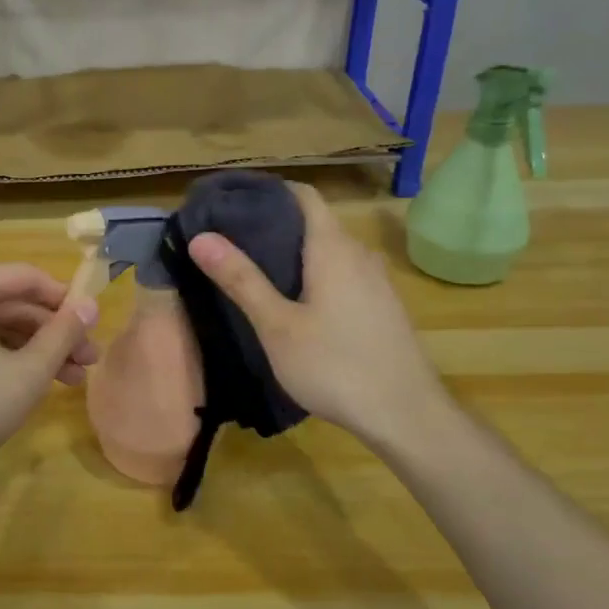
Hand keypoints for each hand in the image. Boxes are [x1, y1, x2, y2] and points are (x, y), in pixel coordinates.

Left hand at [0, 261, 99, 492]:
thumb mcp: (27, 373)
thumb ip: (63, 334)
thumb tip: (91, 305)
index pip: (27, 279)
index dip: (66, 302)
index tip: (92, 327)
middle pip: (7, 303)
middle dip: (50, 334)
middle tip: (86, 363)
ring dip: (27, 348)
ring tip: (66, 380)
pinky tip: (23, 380)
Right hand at [187, 184, 453, 453]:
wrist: (407, 416)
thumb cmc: (335, 366)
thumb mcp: (277, 326)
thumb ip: (241, 279)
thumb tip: (201, 237)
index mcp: (333, 248)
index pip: (303, 195)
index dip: (269, 191)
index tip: (232, 201)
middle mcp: (359, 254)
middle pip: (315, 221)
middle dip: (274, 223)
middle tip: (230, 238)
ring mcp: (376, 281)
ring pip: (329, 250)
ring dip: (294, 251)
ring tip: (254, 268)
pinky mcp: (381, 306)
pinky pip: (342, 273)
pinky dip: (313, 273)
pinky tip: (294, 301)